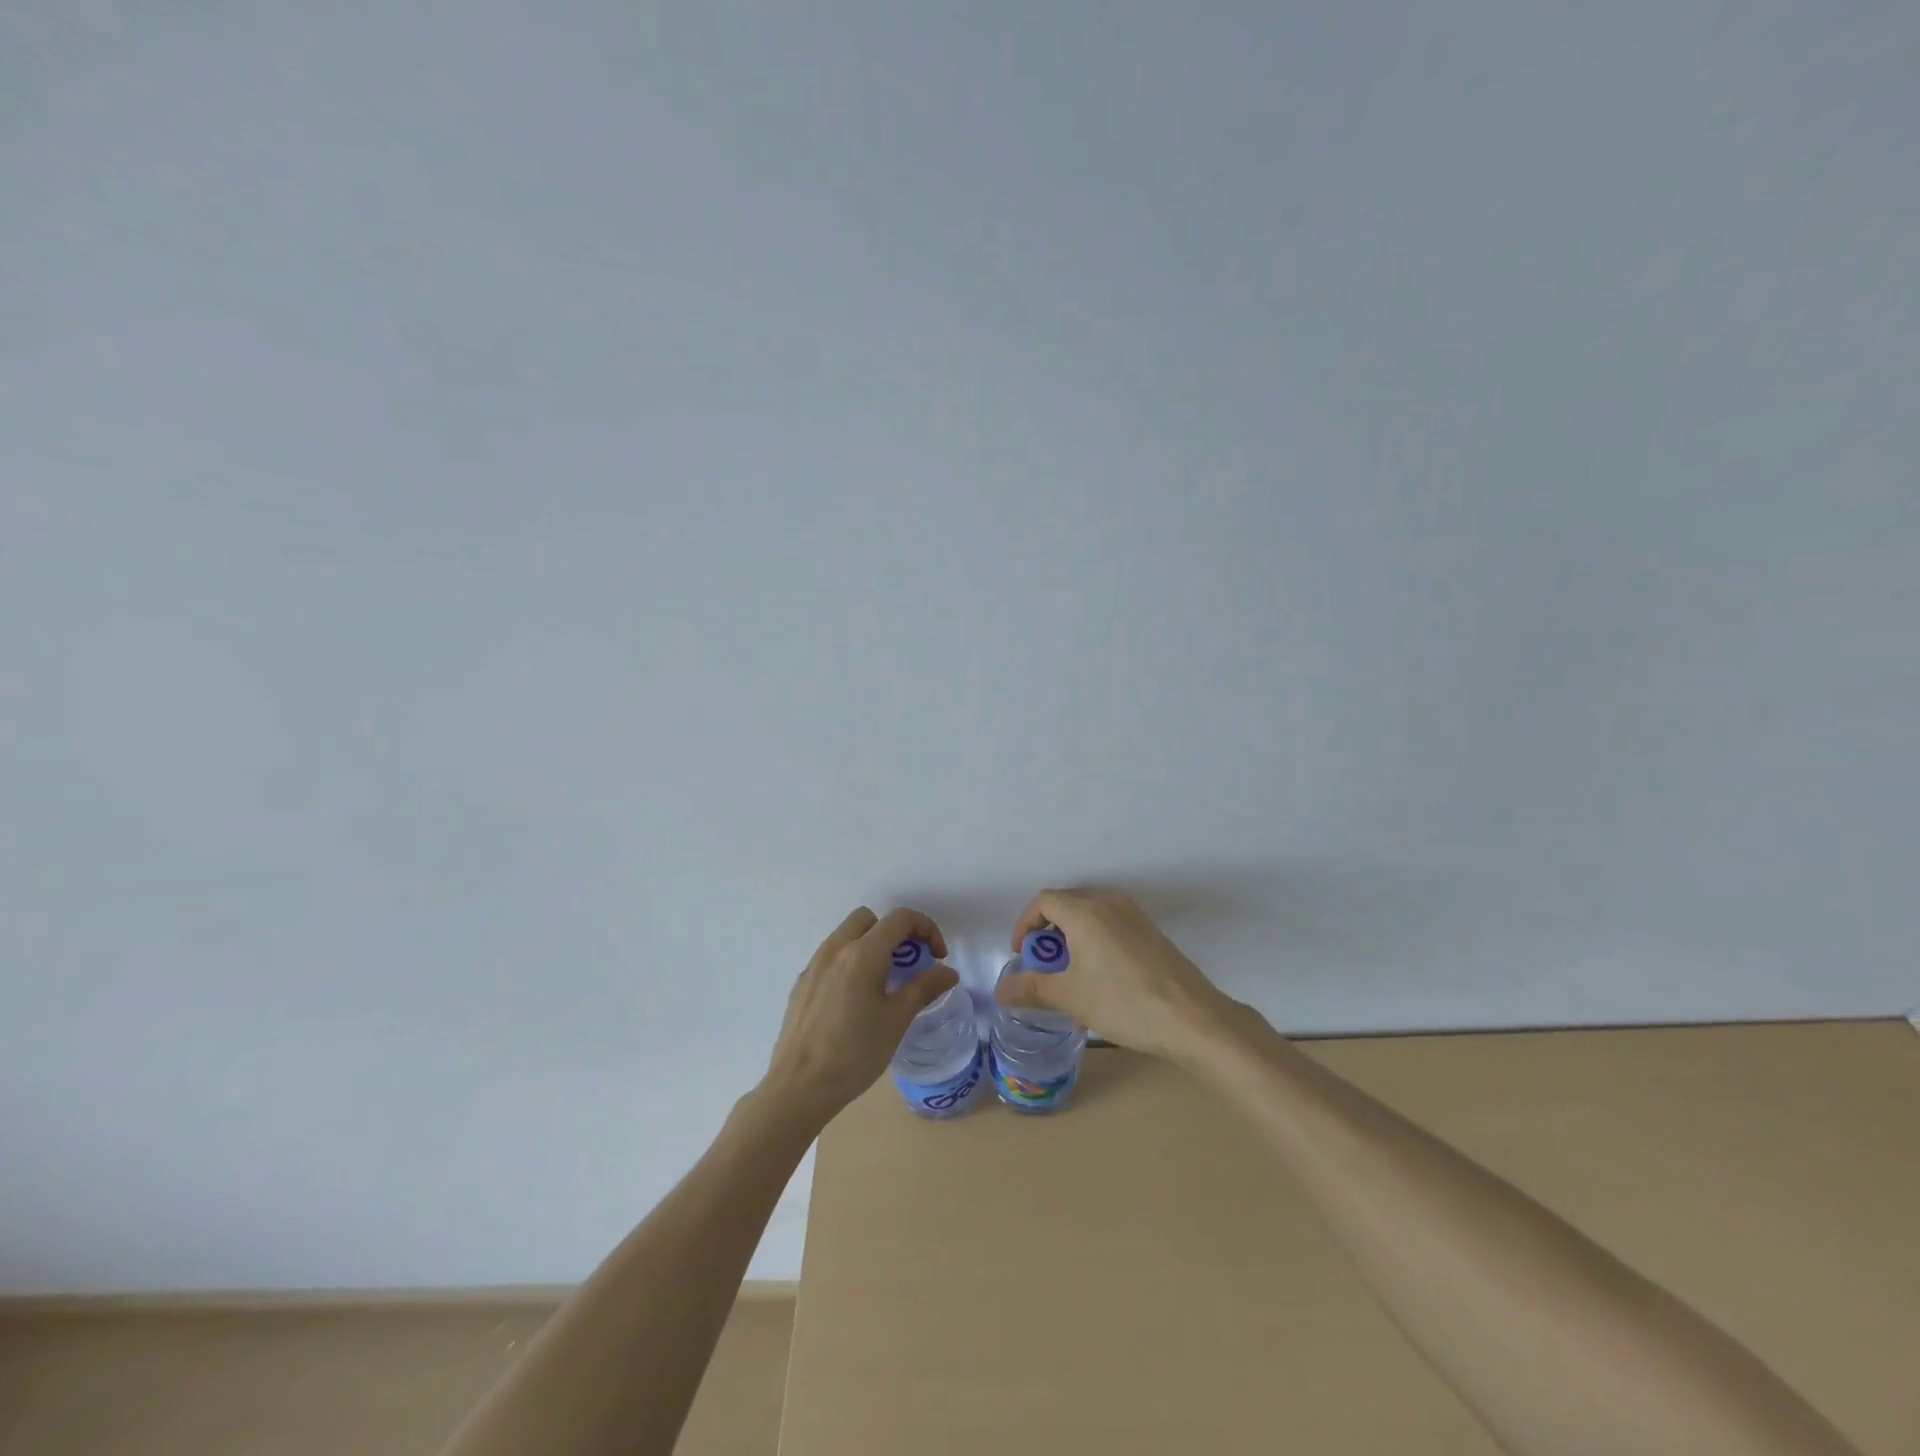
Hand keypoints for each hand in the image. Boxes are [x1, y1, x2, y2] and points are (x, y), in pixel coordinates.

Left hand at [761, 906, 959, 1126]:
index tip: (937, 958)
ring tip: (885, 982)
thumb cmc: (854, 1053)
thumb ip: (924, 988)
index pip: (900, 918)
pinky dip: (850, 961)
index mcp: (862, 953)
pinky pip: (831, 956)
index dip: (926, 929)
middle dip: (895, 932)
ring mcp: (814, 965)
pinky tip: (856, 999)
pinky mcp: (801, 983)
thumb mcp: (896, 1020)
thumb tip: (948, 972)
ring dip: (871, 944)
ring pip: (847, 934)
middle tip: (909, 963)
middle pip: (870, 919)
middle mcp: (835, 949)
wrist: (798, 1088)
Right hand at [995, 889, 1240, 1063]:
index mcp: (1085, 912)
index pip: (1044, 901)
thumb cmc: (1124, 1003)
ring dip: (1072, 936)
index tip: (1021, 954)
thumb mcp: (1071, 998)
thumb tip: (1000, 991)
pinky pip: (1112, 923)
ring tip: (1070, 972)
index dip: (1025, 924)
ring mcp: (1135, 915)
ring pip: (1091, 913)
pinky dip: (1095, 939)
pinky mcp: (1151, 931)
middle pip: (1067, 904)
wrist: (1193, 1018)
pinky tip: (1101, 975)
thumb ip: (1031, 989)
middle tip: (1043, 965)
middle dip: (1048, 931)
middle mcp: (1109, 902)